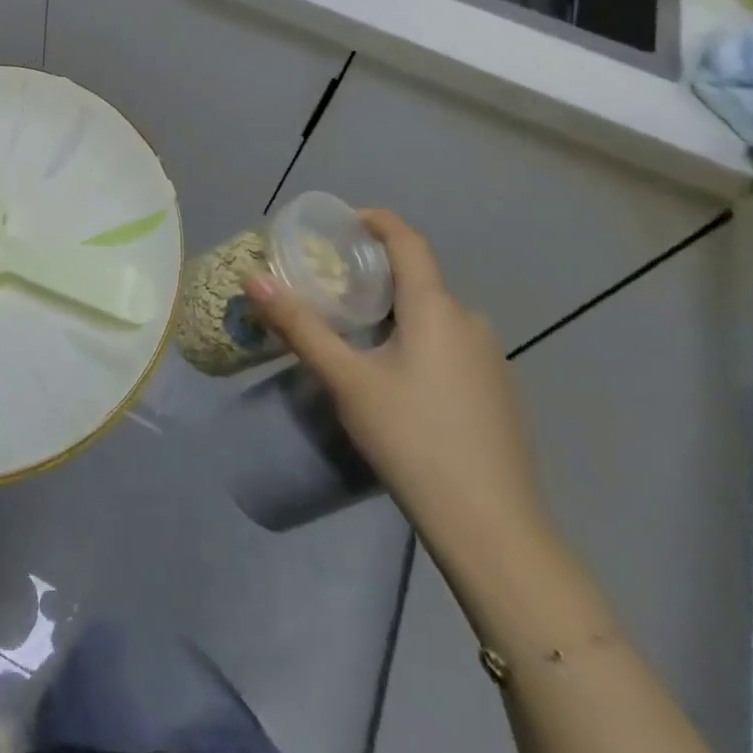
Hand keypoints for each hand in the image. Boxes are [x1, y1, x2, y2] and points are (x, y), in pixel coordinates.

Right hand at [243, 209, 546, 566]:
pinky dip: (417, 341)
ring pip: (433, 316)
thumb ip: (300, 326)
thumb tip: (253, 279)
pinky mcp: (499, 393)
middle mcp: (471, 321)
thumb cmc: (413, 440)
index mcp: (437, 307)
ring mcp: (492, 359)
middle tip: (329, 289)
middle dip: (373, 275)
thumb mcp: (346, 380)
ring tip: (353, 336)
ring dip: (394, 313)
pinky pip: (450, 345)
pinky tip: (395, 381)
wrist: (494, 531)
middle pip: (417, 278)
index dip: (374, 221)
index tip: (339, 224)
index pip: (407, 239)